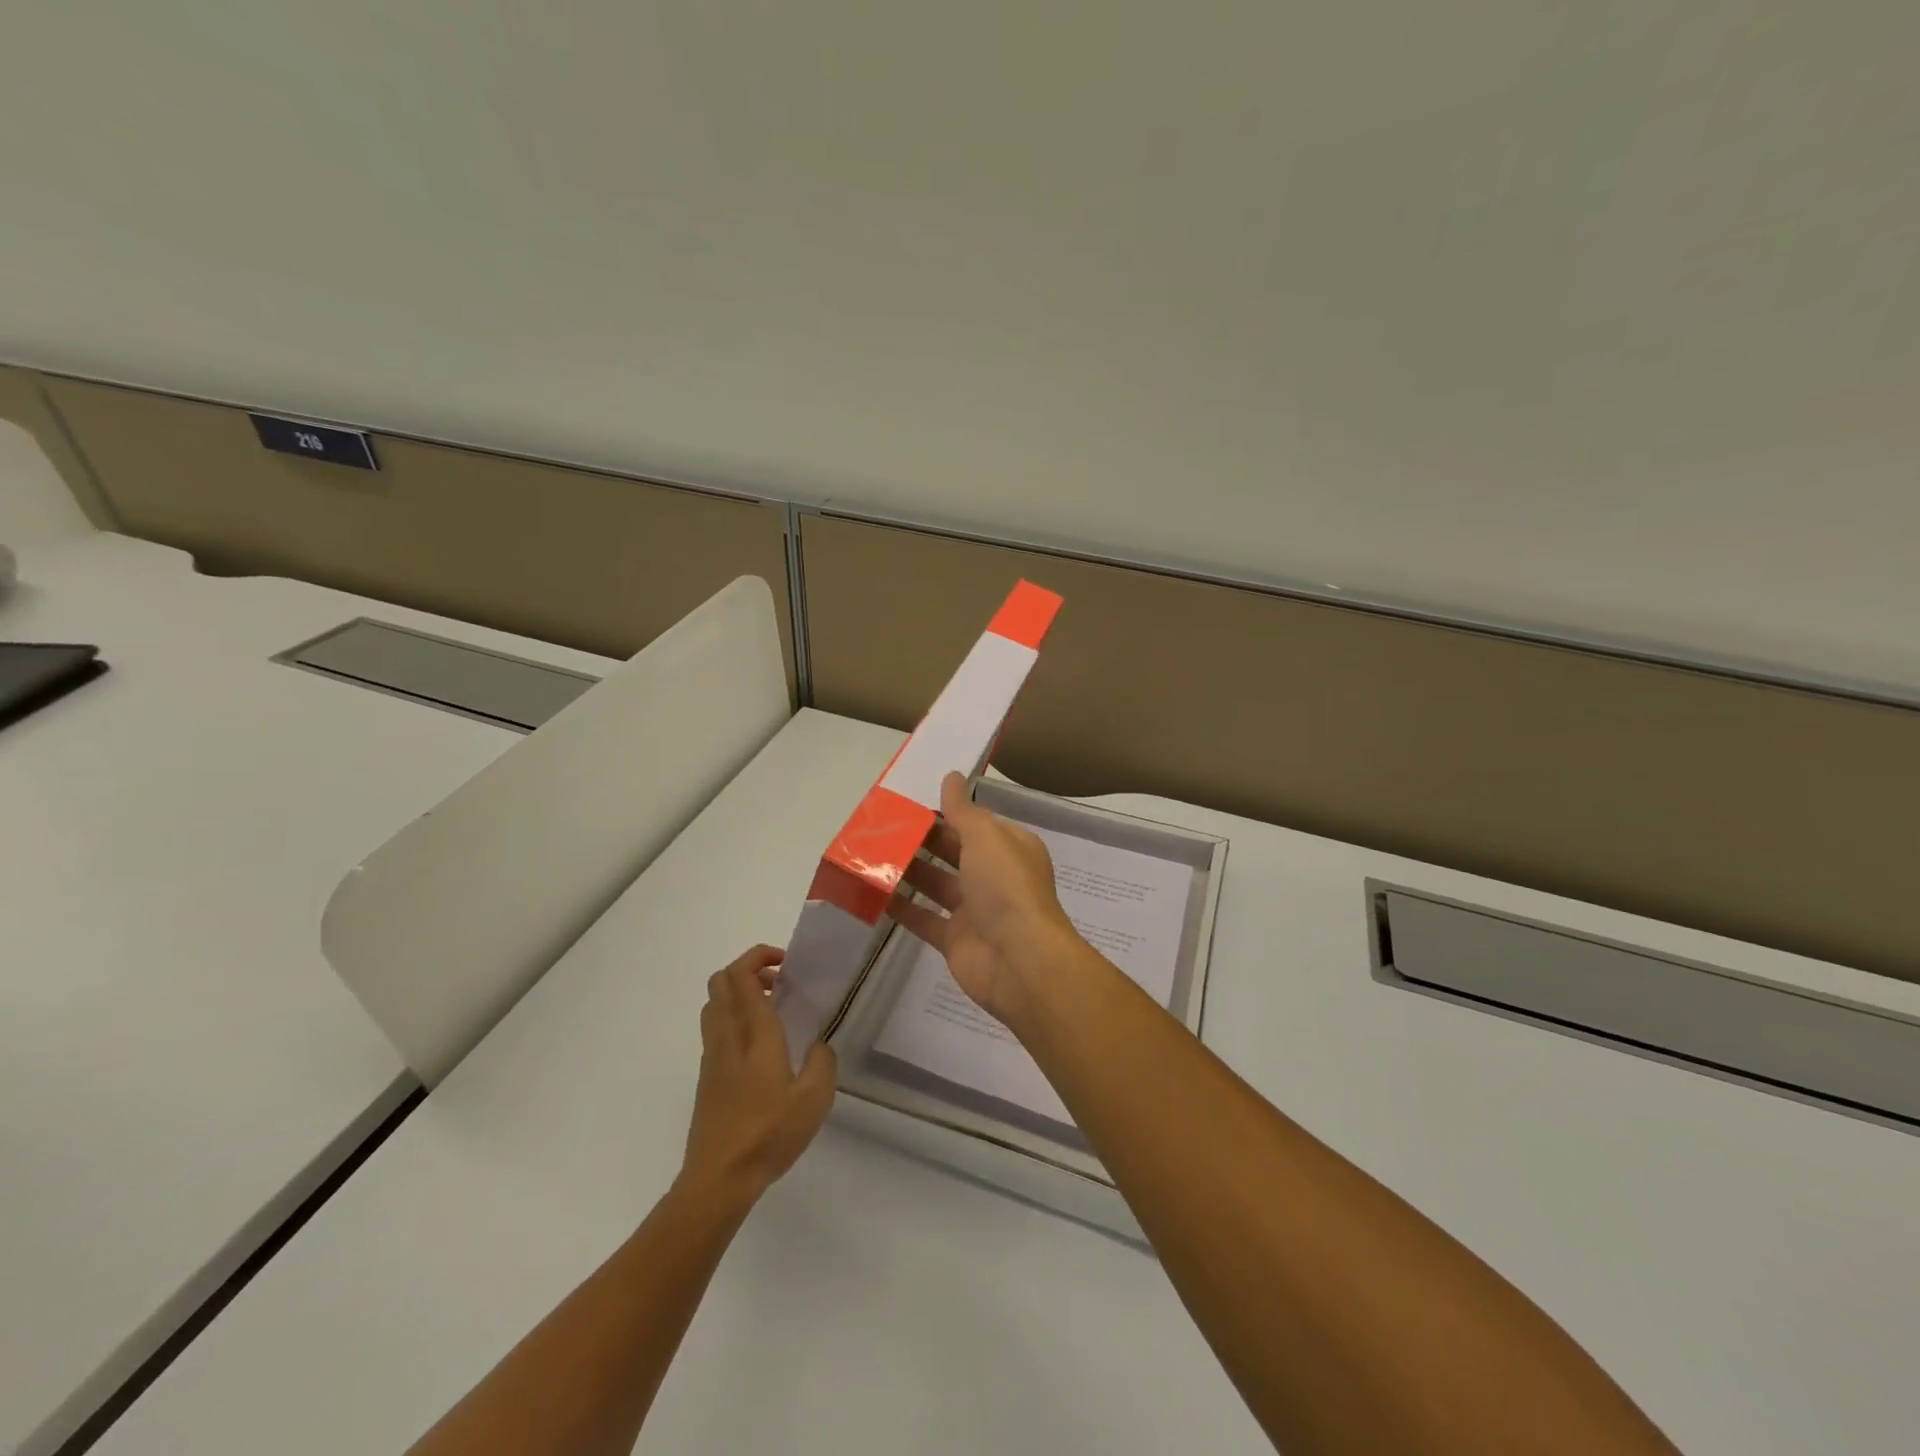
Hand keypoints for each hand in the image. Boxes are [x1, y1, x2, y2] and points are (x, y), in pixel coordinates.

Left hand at [681, 945, 836, 1204]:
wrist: (718, 1179)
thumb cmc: (768, 1134)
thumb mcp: (814, 1100)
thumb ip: (822, 1062)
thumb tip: (818, 1044)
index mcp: (754, 1034)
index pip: (742, 976)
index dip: (760, 956)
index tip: (787, 965)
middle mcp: (728, 1036)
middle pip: (720, 981)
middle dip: (748, 969)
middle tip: (779, 982)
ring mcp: (712, 1056)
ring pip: (713, 1003)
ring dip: (738, 992)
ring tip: (771, 1009)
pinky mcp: (706, 1076)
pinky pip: (715, 1027)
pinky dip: (733, 1017)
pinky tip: (760, 1045)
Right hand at [887, 773, 1084, 1028]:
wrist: (1020, 961)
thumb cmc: (1007, 888)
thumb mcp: (986, 837)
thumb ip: (963, 810)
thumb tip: (951, 777)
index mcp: (1010, 848)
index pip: (975, 823)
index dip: (946, 812)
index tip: (910, 803)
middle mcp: (994, 876)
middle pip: (954, 851)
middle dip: (922, 839)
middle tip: (881, 826)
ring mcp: (974, 910)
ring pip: (936, 884)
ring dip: (908, 870)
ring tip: (870, 853)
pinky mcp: (955, 940)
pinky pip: (923, 919)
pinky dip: (901, 907)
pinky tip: (872, 893)